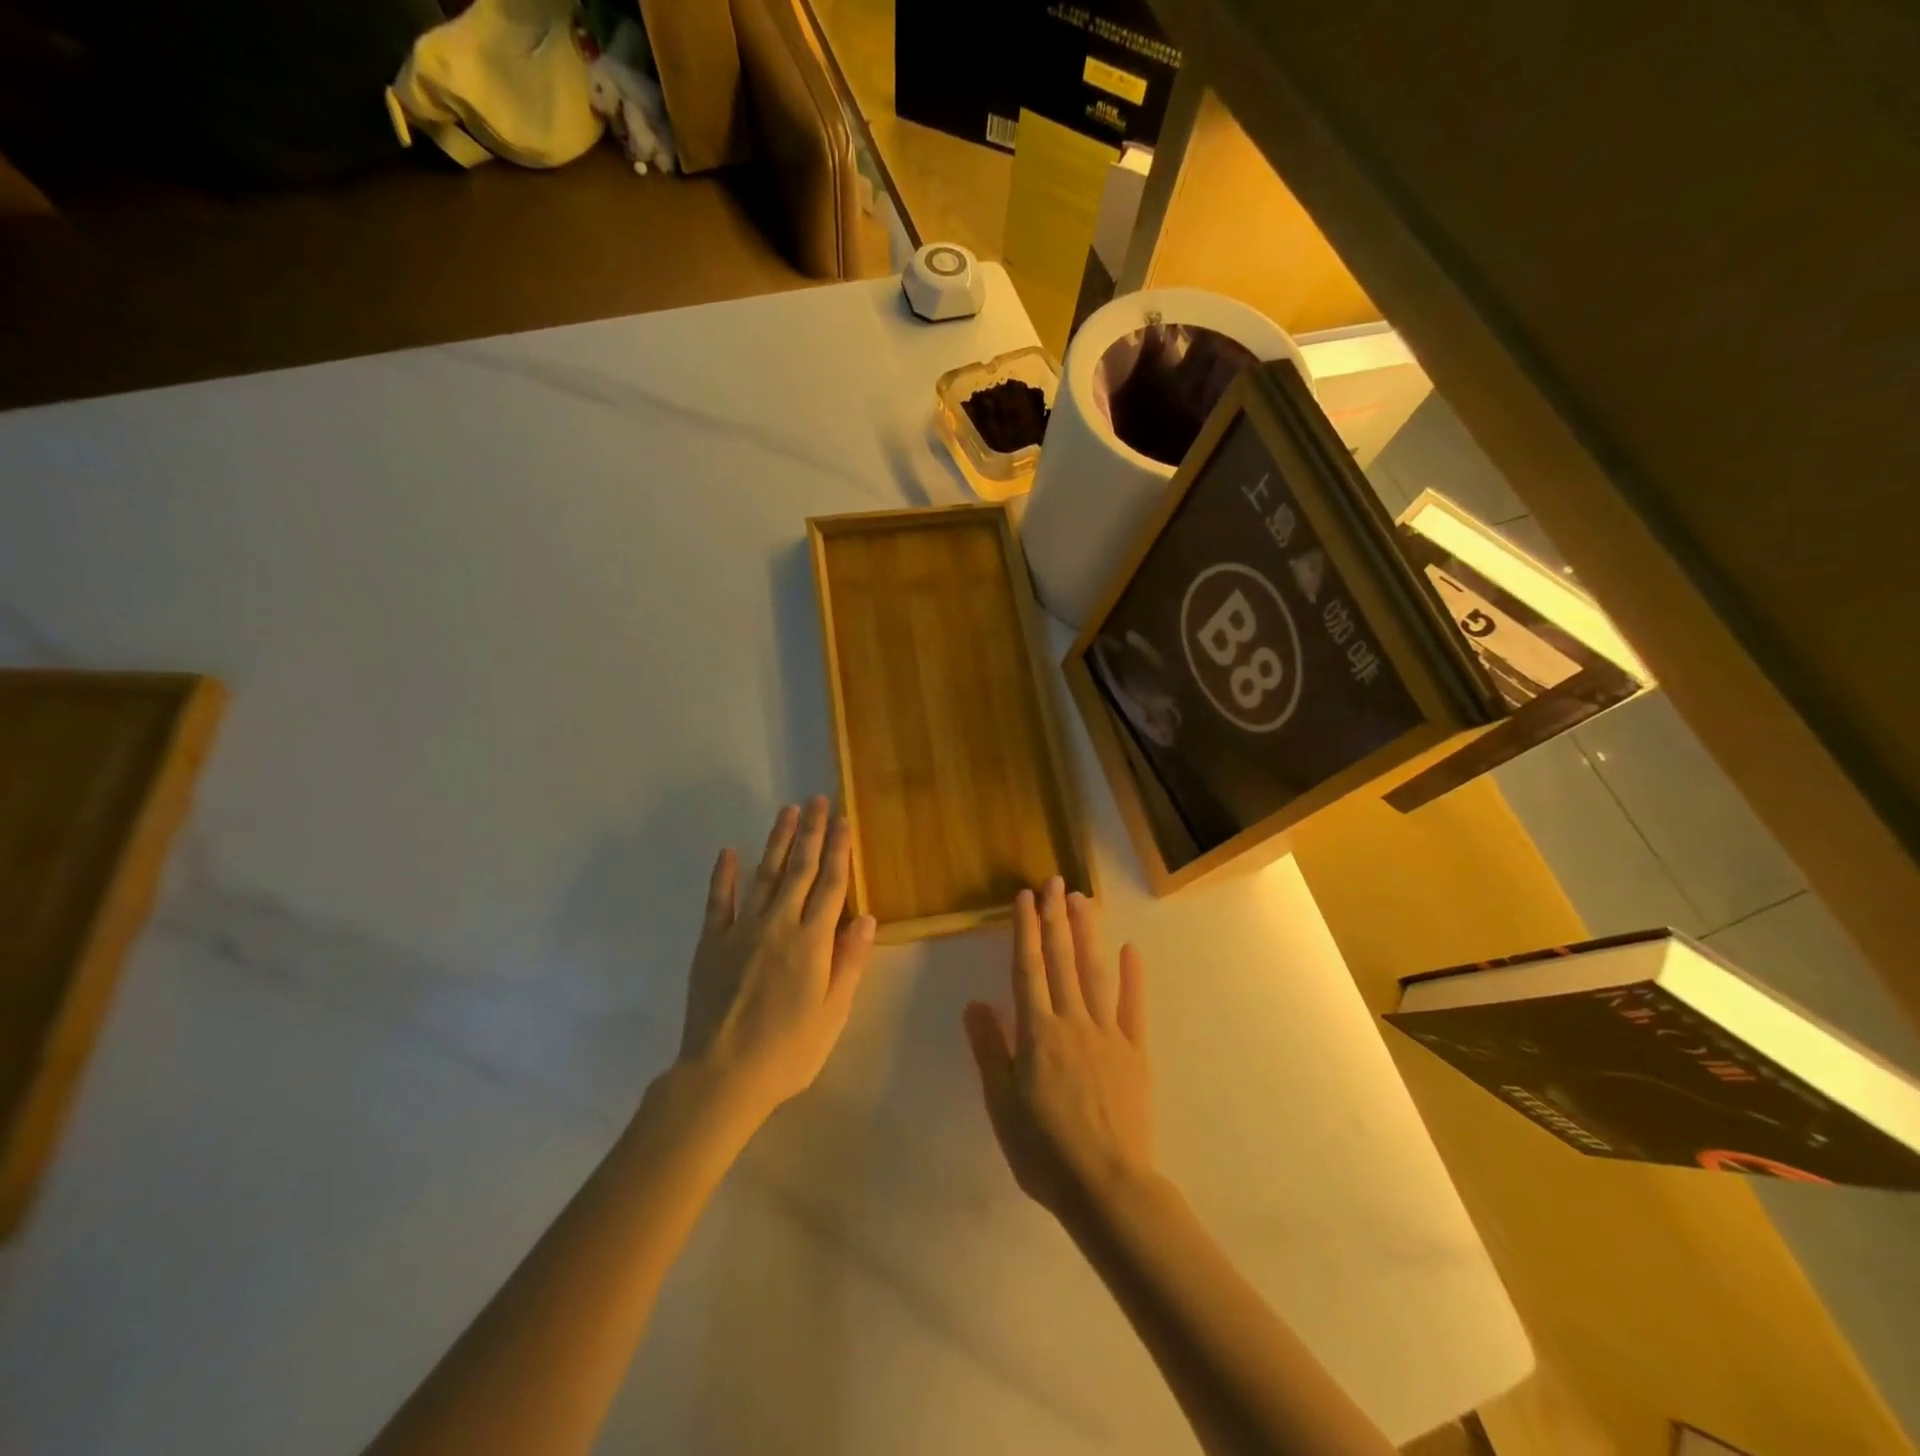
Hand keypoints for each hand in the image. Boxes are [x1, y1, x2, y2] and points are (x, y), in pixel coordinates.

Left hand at [677, 798, 875, 1125]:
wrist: (722, 1076)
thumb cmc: (789, 1050)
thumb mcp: (834, 1012)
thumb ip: (849, 961)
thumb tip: (867, 916)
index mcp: (812, 941)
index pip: (831, 885)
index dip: (839, 850)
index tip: (843, 820)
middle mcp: (779, 925)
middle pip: (800, 869)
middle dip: (812, 832)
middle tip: (818, 800)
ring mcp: (742, 930)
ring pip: (765, 875)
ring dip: (778, 841)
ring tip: (788, 811)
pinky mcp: (712, 943)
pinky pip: (719, 901)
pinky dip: (724, 875)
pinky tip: (730, 851)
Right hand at [964, 877, 1152, 1226]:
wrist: (1107, 1186)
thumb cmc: (1044, 1150)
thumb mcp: (1002, 1104)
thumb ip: (990, 1050)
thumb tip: (975, 1003)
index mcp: (1038, 1033)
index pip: (1029, 968)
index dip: (1026, 930)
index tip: (1025, 896)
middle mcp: (1073, 1022)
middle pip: (1062, 960)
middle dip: (1056, 918)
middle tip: (1055, 881)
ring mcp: (1108, 1034)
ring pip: (1095, 973)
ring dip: (1088, 933)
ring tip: (1083, 900)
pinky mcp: (1135, 1052)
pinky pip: (1133, 1007)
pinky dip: (1132, 977)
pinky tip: (1130, 949)